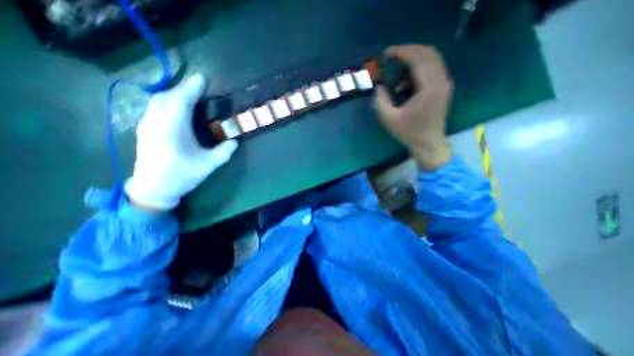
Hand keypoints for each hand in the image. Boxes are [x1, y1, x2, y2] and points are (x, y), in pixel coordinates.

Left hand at [126, 73, 238, 209]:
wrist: (153, 188)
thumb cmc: (182, 176)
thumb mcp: (208, 165)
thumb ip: (224, 152)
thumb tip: (235, 140)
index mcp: (173, 130)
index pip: (181, 102)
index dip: (191, 89)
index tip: (202, 78)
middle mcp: (156, 123)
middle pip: (166, 97)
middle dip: (182, 89)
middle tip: (198, 87)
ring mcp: (147, 125)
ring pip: (157, 101)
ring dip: (173, 94)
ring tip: (189, 95)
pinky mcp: (144, 129)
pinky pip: (154, 108)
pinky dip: (166, 102)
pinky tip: (176, 108)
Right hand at [372, 44, 452, 169]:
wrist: (429, 144)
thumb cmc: (409, 133)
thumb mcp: (389, 119)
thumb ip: (380, 101)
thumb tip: (379, 87)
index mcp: (429, 88)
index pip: (418, 58)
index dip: (401, 52)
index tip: (386, 54)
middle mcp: (441, 81)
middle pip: (428, 53)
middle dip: (408, 51)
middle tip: (391, 57)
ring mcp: (444, 84)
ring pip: (431, 59)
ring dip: (413, 60)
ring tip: (396, 71)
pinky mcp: (442, 89)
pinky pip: (432, 69)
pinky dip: (417, 70)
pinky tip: (405, 85)